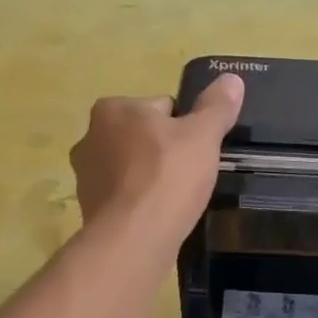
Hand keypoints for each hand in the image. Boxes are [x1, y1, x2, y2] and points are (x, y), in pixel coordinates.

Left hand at [70, 74, 243, 249]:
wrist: (134, 238)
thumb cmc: (167, 176)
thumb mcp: (202, 136)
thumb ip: (216, 107)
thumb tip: (232, 78)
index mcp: (112, 109)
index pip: (161, 107)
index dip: (186, 126)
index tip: (199, 148)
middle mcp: (90, 136)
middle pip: (143, 137)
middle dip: (165, 151)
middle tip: (191, 174)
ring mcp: (86, 175)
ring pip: (132, 167)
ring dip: (151, 178)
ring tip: (176, 198)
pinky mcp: (89, 208)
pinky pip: (124, 196)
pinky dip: (140, 202)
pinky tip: (159, 216)